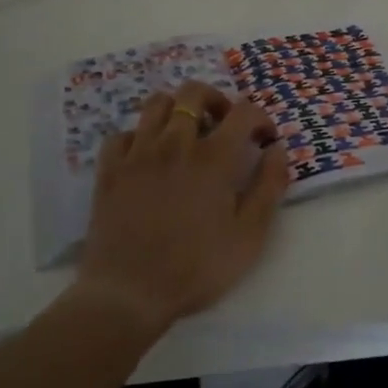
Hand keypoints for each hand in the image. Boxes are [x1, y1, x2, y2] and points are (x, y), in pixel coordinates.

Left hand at [78, 81, 292, 337]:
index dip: (260, 118)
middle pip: (193, 92)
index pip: (244, 111)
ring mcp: (138, 153)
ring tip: (185, 133)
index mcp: (214, 158)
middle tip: (222, 125)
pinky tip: (146, 157)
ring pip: (156, 103)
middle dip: (215, 100)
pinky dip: (138, 137)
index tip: (265, 139)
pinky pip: (122, 134)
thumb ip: (269, 187)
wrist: (128, 294)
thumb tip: (277, 149)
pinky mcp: (110, 170)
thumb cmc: (195, 268)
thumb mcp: (249, 236)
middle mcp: (176, 143)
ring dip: (175, 109)